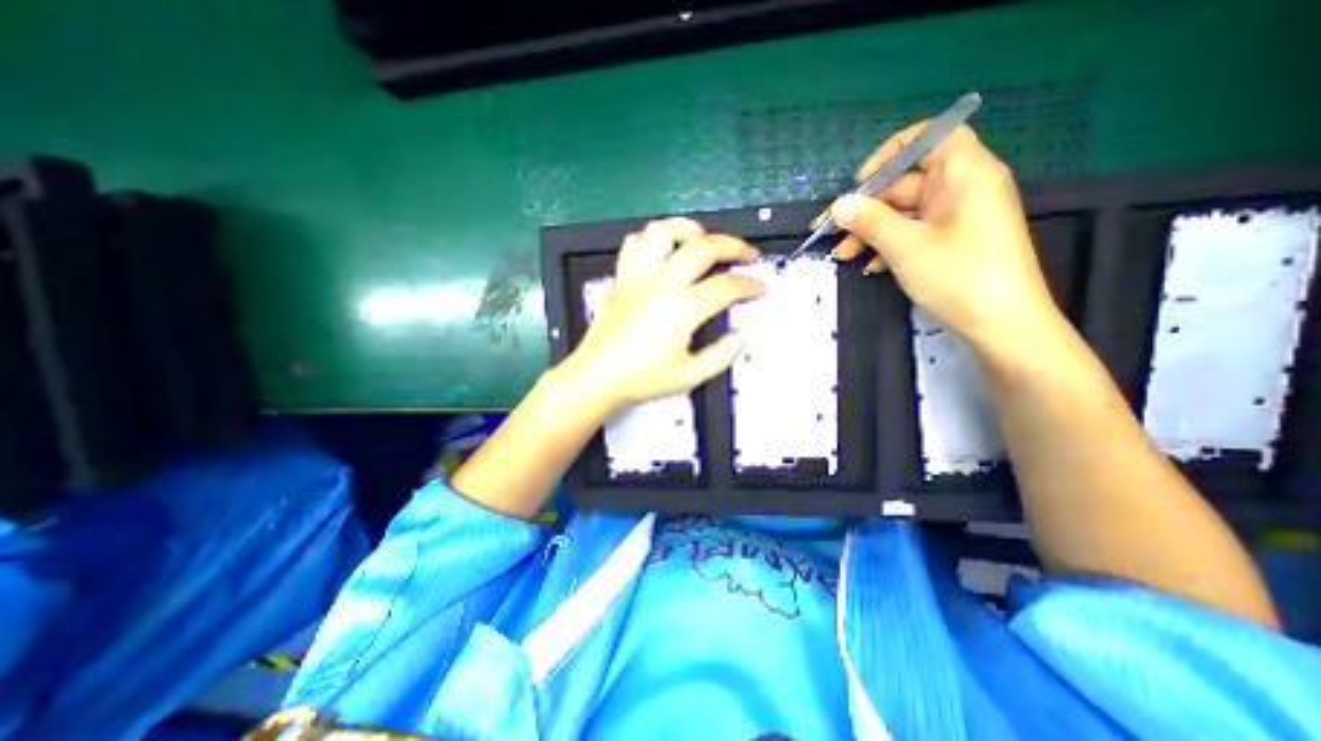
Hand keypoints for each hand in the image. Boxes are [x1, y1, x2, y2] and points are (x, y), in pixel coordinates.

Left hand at [553, 217, 765, 415]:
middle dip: (734, 245)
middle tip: (746, 255)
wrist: (597, 377)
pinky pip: (634, 243)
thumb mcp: (690, 376)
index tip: (761, 288)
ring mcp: (638, 276)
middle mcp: (661, 284)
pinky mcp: (621, 277)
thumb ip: (722, 355)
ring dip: (689, 229)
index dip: (750, 285)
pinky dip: (653, 239)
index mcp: (681, 309)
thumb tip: (741, 335)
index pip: (727, 286)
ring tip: (702, 241)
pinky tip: (664, 252)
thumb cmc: (641, 379)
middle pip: (704, 246)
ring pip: (663, 231)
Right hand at [833, 121, 1060, 351]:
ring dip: (872, 231)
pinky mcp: (954, 241)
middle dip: (868, 208)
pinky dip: (890, 245)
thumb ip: (869, 221)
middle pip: (908, 182)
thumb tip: (838, 205)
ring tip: (845, 255)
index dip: (892, 153)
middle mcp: (964, 188)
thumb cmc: (958, 276)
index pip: (931, 137)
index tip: (861, 181)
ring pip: (906, 213)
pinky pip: (916, 232)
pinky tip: (870, 266)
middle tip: (835, 233)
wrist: (1002, 325)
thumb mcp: (905, 246)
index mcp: (964, 173)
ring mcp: (959, 217)